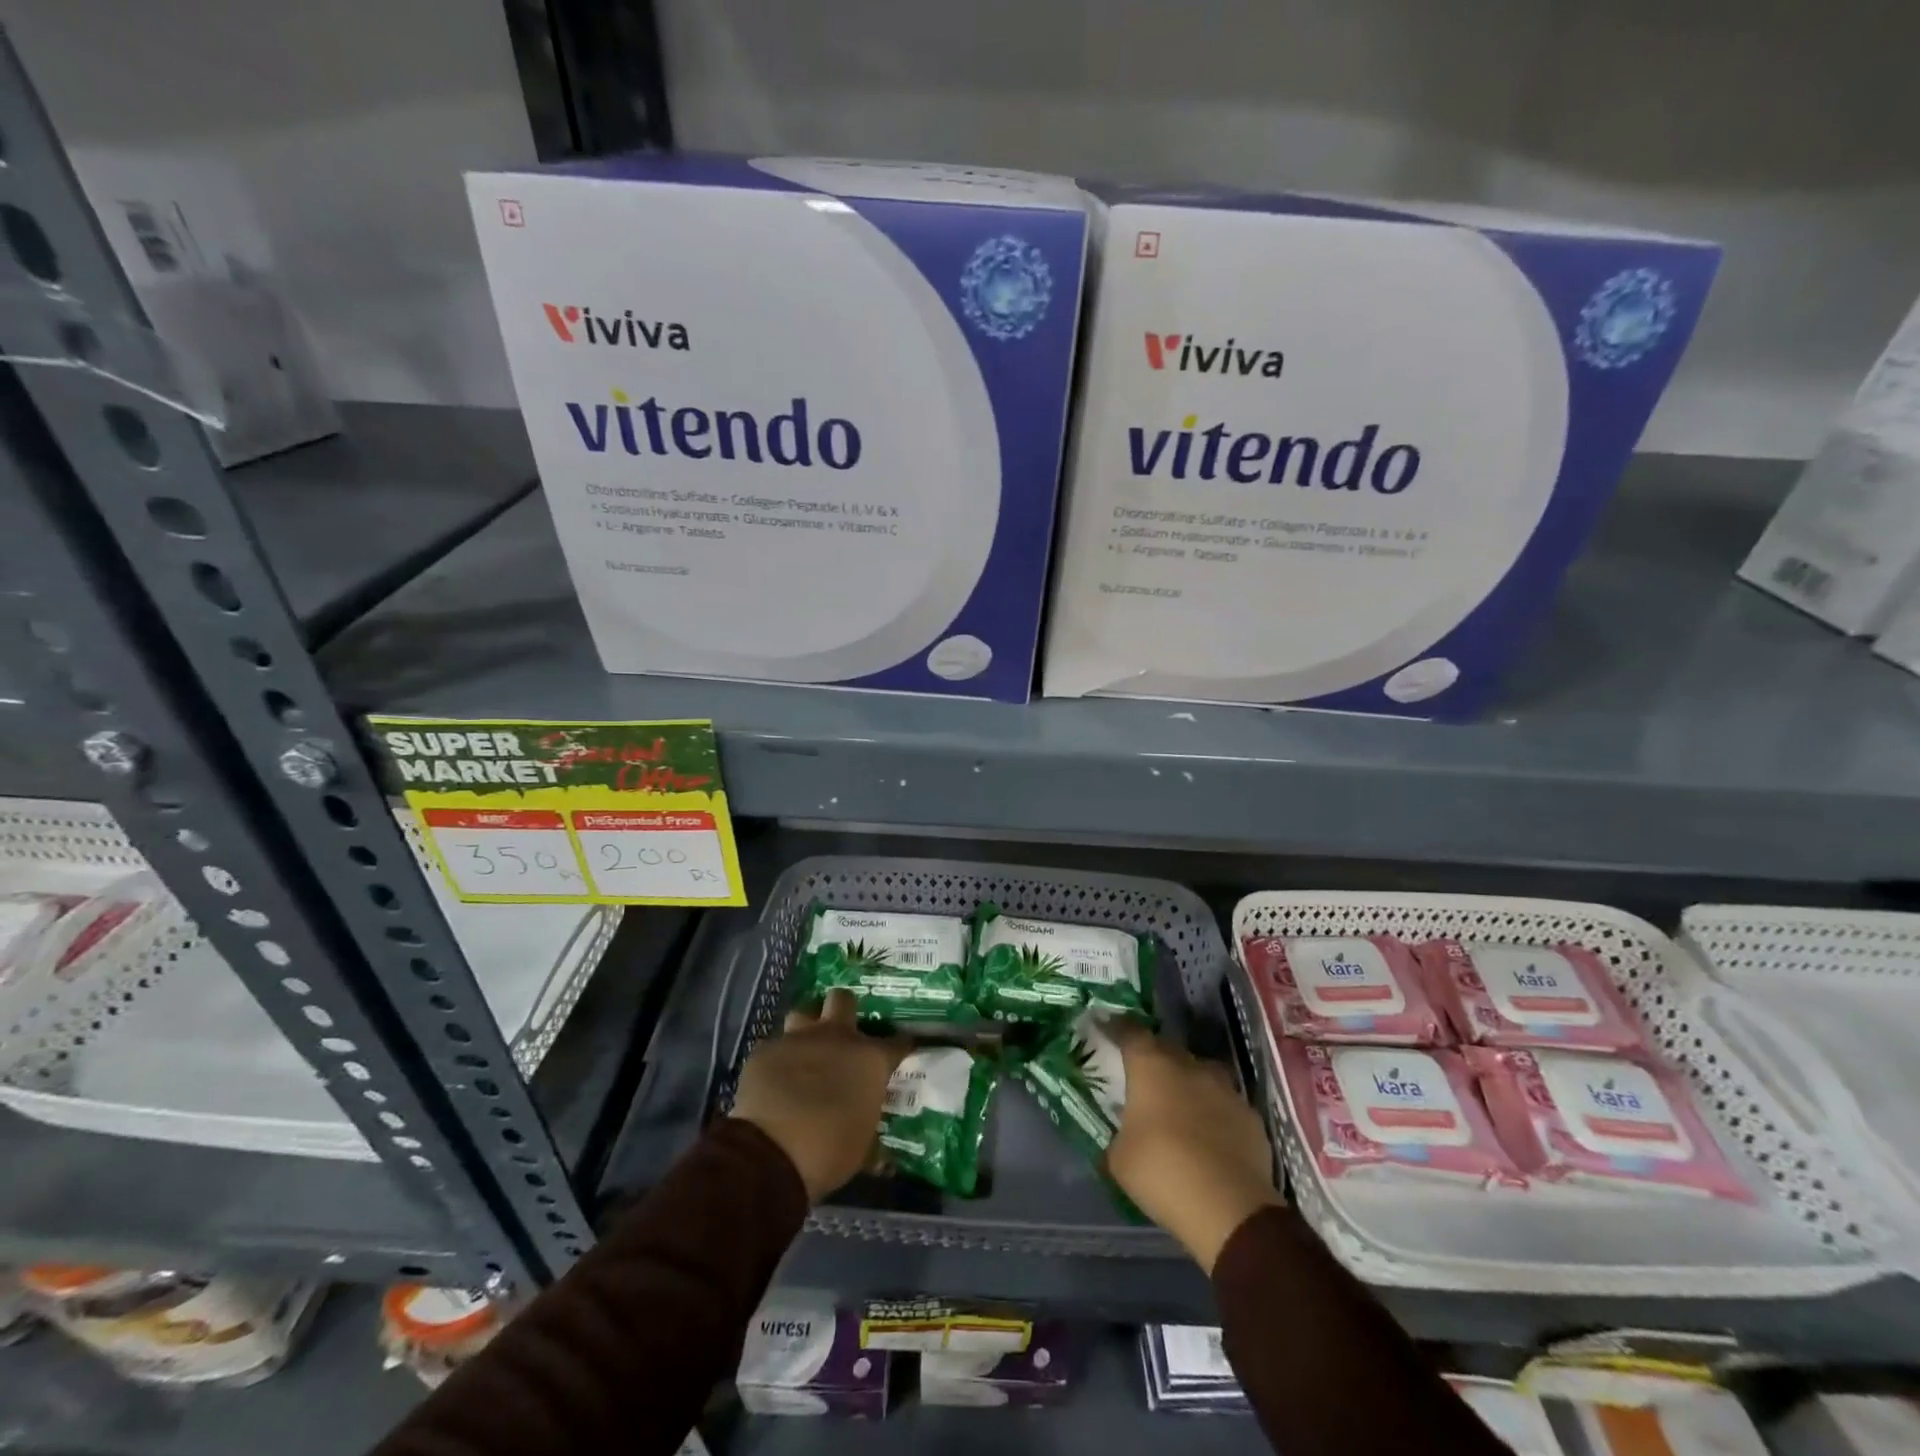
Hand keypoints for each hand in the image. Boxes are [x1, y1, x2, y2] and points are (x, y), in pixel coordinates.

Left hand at [731, 989, 906, 1201]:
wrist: (770, 1154)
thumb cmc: (829, 1152)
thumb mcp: (862, 1147)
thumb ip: (869, 1129)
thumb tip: (879, 1152)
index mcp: (869, 1059)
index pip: (897, 1042)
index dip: (900, 1046)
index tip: (900, 1052)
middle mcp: (837, 1038)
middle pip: (843, 999)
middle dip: (844, 1010)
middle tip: (843, 1034)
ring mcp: (798, 1040)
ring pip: (803, 1014)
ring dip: (807, 1028)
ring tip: (805, 1051)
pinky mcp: (765, 1051)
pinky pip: (775, 1047)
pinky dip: (778, 1061)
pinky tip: (775, 1080)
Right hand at [1105, 1021, 1281, 1272]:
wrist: (1230, 1208)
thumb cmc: (1162, 1173)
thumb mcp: (1119, 1159)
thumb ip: (1119, 1134)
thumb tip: (1123, 1135)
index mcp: (1151, 1067)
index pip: (1130, 1031)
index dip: (1117, 1028)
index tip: (1107, 1028)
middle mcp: (1188, 1066)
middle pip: (1167, 1048)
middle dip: (1154, 1058)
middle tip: (1142, 1077)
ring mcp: (1224, 1089)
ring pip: (1201, 1073)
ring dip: (1188, 1083)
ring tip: (1179, 1106)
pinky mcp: (1251, 1116)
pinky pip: (1225, 1104)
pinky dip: (1214, 1112)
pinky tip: (1210, 1136)